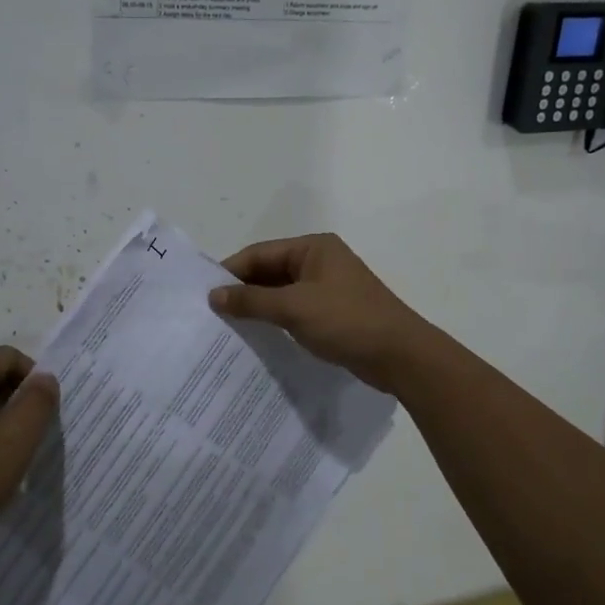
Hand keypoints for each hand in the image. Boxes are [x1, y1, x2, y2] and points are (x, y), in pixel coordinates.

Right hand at [207, 234, 435, 392]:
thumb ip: (251, 301)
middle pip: (270, 271)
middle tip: (211, 313)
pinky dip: (275, 320)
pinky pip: (294, 310)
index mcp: (313, 248)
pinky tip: (257, 337)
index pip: (260, 253)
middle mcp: (319, 262)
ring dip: (258, 307)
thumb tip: (214, 296)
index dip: (231, 272)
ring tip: (227, 327)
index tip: (204, 293)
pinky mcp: (333, 313)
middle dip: (243, 290)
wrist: (400, 356)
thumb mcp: (294, 308)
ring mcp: (328, 288)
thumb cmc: (347, 321)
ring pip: (281, 293)